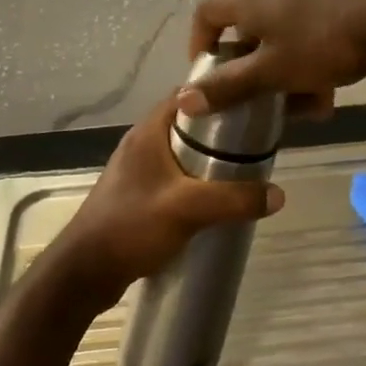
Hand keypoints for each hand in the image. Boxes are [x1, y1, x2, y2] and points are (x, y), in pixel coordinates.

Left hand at [47, 98, 284, 308]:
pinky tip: (218, 200)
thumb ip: (234, 200)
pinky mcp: (139, 195)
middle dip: (222, 131)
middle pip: (190, 124)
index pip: (188, 95)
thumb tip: (279, 195)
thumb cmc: (131, 227)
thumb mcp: (188, 209)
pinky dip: (198, 182)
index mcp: (148, 132)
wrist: (86, 272)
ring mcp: (139, 171)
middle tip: (257, 142)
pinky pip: (177, 178)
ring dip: (210, 160)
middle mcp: (142, 144)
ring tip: (245, 171)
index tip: (253, 103)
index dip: (220, 93)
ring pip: (183, 153)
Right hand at [182, 0, 365, 115]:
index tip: (208, 74)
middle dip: (253, 63)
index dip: (199, 44)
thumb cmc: (324, 39)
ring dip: (287, 63)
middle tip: (262, 94)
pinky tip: (333, 79)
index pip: (206, 13)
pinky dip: (312, 49)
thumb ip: (229, 86)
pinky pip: (312, 18)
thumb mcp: (273, 72)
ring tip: (307, 99)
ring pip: (284, 25)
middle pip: (248, 21)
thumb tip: (183, 100)